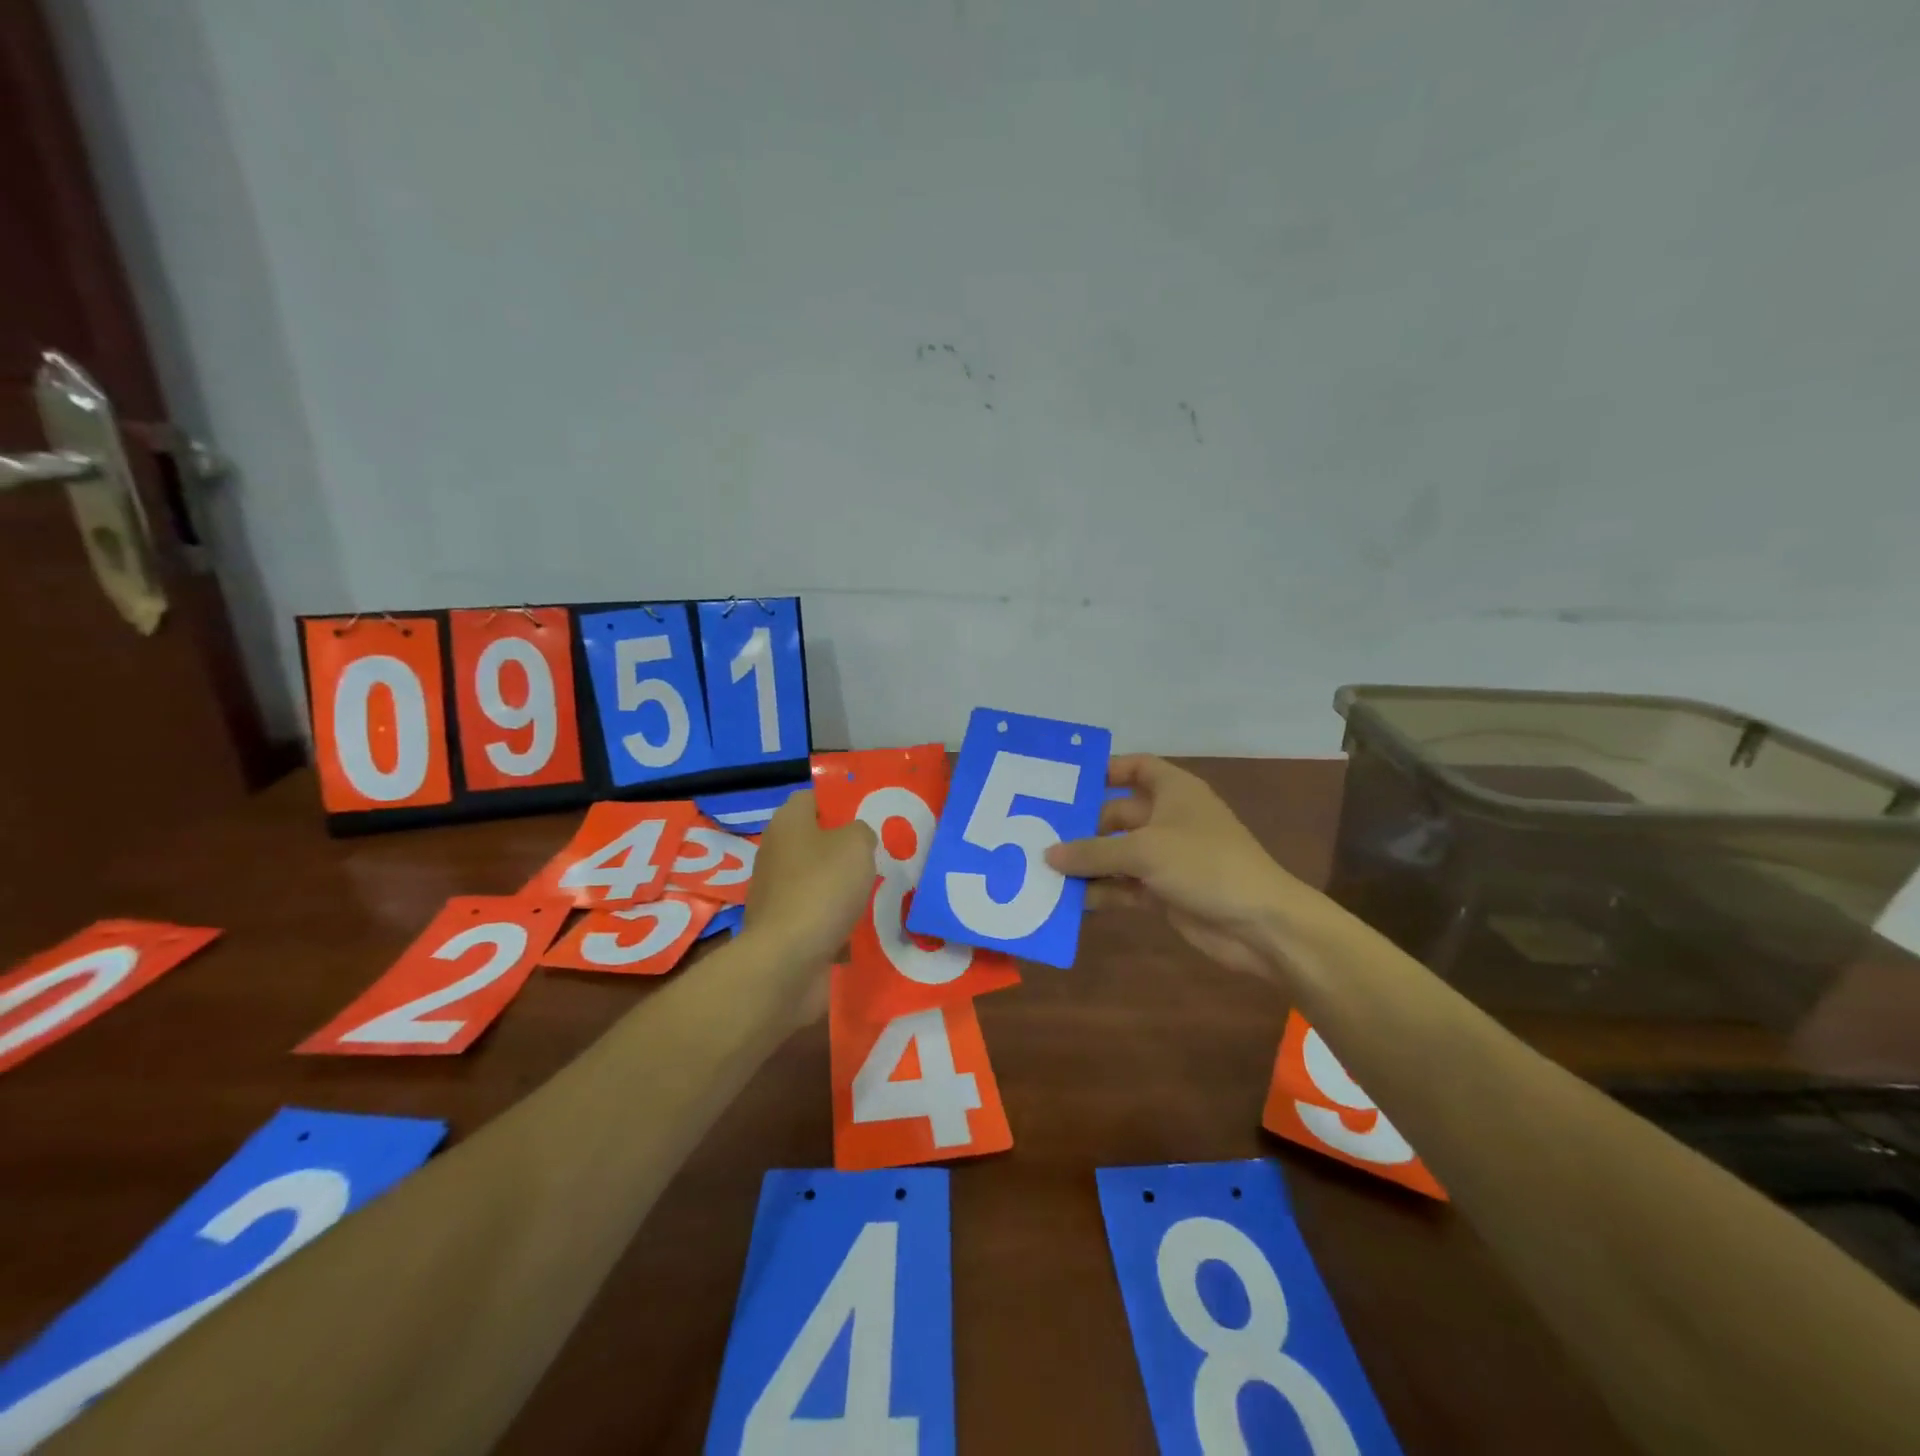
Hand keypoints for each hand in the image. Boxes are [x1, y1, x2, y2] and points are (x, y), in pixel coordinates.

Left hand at [742, 790, 876, 975]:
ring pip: (818, 878)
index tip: (869, 813)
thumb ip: (861, 831)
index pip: (812, 798)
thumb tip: (856, 838)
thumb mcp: (856, 845)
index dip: (839, 801)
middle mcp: (776, 852)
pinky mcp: (783, 926)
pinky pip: (817, 912)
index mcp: (788, 823)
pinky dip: (837, 916)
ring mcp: (777, 891)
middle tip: (881, 852)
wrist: (787, 960)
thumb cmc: (822, 888)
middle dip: (846, 846)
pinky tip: (864, 922)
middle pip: (816, 840)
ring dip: (844, 884)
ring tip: (881, 888)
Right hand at [1046, 755, 1335, 980]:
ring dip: (1087, 863)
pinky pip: (1123, 886)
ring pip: (1117, 854)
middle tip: (1037, 834)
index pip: (1136, 768)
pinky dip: (1101, 891)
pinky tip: (1069, 900)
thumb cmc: (1205, 865)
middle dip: (1082, 826)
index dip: (1105, 769)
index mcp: (1173, 791)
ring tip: (1042, 870)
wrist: (1260, 924)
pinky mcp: (1163, 891)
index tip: (1067, 782)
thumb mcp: (1144, 851)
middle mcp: (1167, 819)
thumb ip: (1094, 851)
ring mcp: (1166, 857)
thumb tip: (1049, 854)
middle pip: (1116, 814)